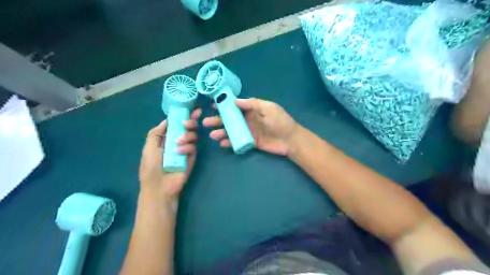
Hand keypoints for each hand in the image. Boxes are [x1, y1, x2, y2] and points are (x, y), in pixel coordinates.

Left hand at [139, 109, 201, 199]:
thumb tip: (166, 121)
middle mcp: (177, 142)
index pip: (176, 124)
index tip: (193, 109)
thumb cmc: (151, 168)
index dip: (183, 116)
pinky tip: (180, 152)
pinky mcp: (192, 158)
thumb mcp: (148, 148)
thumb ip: (156, 133)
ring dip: (187, 135)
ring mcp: (186, 150)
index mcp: (166, 139)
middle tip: (187, 123)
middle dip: (190, 122)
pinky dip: (188, 147)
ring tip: (179, 142)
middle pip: (188, 128)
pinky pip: (194, 148)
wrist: (160, 187)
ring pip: (193, 136)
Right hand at [202, 98, 297, 154]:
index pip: (236, 106)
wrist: (290, 140)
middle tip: (205, 122)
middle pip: (230, 119)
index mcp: (252, 109)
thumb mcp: (268, 108)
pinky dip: (230, 142)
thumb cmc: (280, 121)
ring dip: (221, 132)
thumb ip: (253, 103)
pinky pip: (237, 141)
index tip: (213, 106)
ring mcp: (248, 131)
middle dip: (218, 120)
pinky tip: (222, 143)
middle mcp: (248, 120)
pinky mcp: (250, 142)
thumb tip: (235, 100)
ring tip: (212, 134)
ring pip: (232, 131)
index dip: (224, 105)